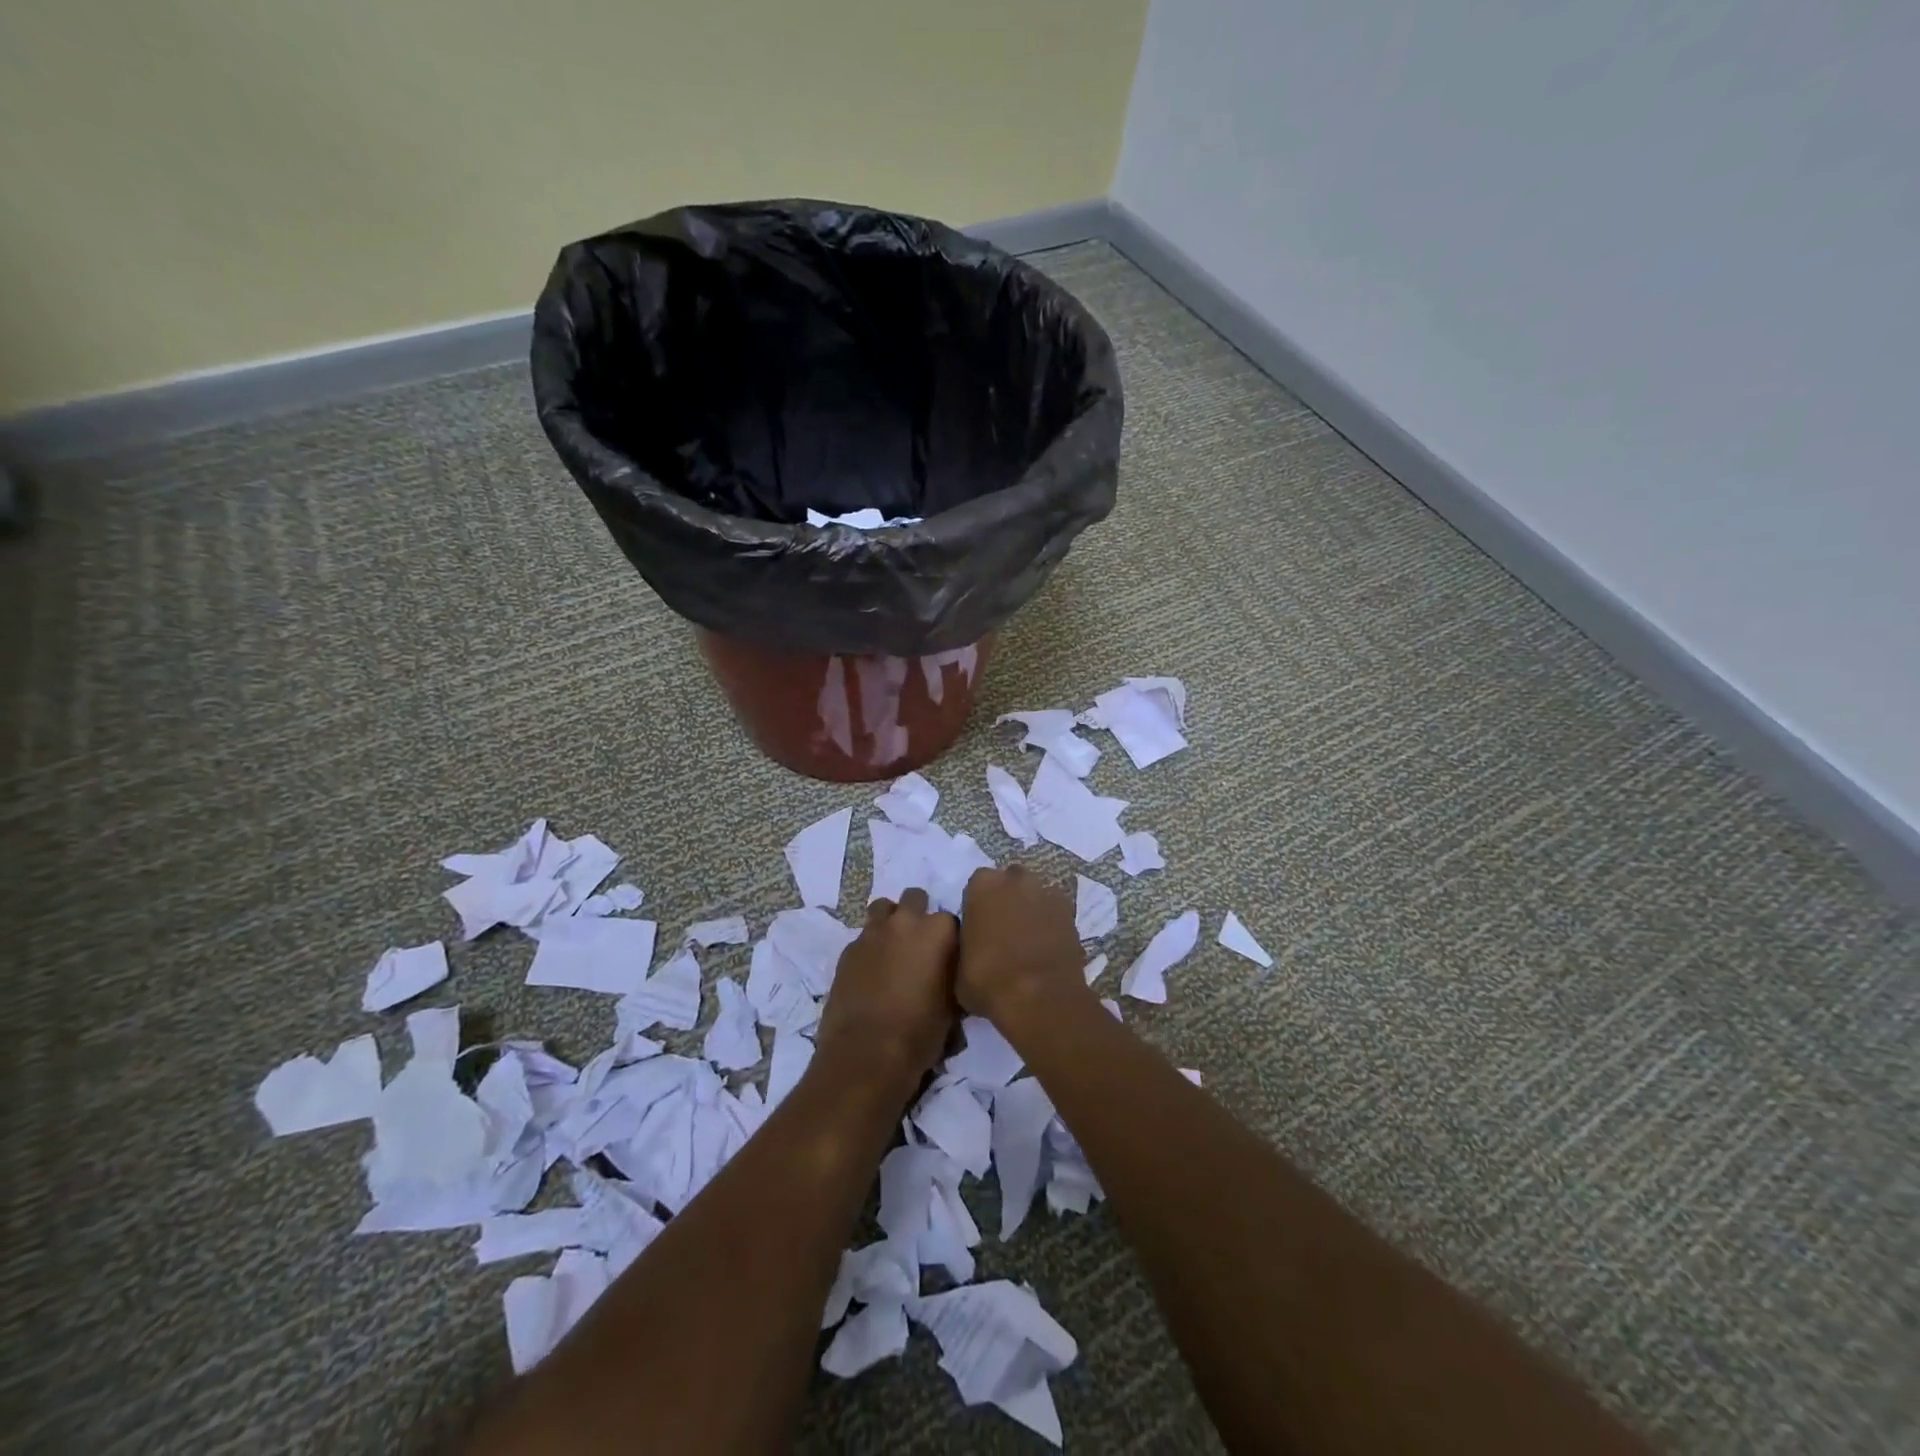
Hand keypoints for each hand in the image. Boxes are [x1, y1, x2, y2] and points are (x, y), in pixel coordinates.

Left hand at [815, 888, 958, 1093]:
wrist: (865, 1055)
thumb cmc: (919, 1034)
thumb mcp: (952, 1007)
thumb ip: (950, 975)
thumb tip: (946, 971)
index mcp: (938, 932)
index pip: (951, 920)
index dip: (949, 938)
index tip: (948, 957)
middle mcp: (905, 922)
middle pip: (915, 898)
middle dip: (918, 914)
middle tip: (919, 945)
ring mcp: (872, 933)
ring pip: (883, 908)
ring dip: (890, 921)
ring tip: (893, 949)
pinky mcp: (848, 950)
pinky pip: (863, 937)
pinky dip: (870, 948)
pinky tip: (871, 973)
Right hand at [957, 865, 1090, 1028]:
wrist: (1040, 997)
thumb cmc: (989, 980)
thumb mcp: (958, 968)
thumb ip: (964, 945)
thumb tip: (973, 948)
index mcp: (982, 885)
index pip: (977, 885)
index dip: (978, 906)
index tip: (977, 928)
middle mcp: (1016, 879)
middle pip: (1010, 882)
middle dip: (1007, 899)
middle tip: (1003, 931)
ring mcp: (1047, 893)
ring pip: (1035, 895)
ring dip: (1031, 910)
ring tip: (1028, 941)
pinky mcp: (1071, 912)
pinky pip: (1055, 913)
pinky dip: (1052, 925)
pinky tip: (1047, 948)